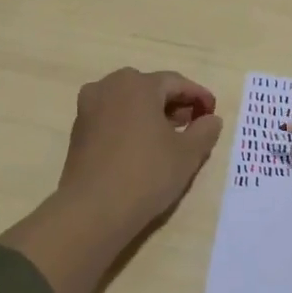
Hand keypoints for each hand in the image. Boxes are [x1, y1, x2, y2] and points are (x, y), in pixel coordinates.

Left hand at [1, 68, 223, 292]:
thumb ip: (205, 131)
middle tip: (192, 124)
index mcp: (137, 84)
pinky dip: (131, 124)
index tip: (213, 113)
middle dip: (174, 104)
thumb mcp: (187, 154)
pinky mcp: (78, 130)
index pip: (176, 83)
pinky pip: (112, 117)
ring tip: (169, 137)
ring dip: (151, 114)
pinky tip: (143, 147)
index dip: (199, 96)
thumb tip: (211, 119)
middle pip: (150, 88)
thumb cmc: (146, 174)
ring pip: (129, 102)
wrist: (93, 210)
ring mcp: (89, 107)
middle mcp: (109, 86)